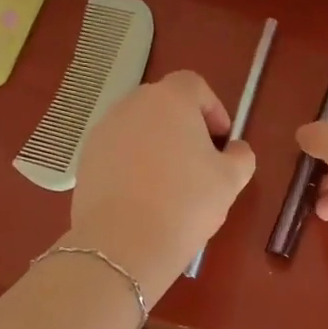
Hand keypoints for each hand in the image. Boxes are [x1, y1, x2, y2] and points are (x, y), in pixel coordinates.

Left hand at [67, 70, 255, 295]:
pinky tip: (144, 197)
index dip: (213, 109)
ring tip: (171, 184)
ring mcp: (103, 131)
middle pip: (164, 104)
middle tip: (200, 163)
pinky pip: (118, 152)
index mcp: (170, 100)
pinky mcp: (86, 159)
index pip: (194, 85)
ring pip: (138, 129)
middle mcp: (132, 105)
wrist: (124, 243)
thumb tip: (235, 150)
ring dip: (157, 146)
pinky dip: (133, 165)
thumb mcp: (231, 180)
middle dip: (184, 127)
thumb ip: (241, 156)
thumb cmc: (187, 202)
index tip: (221, 141)